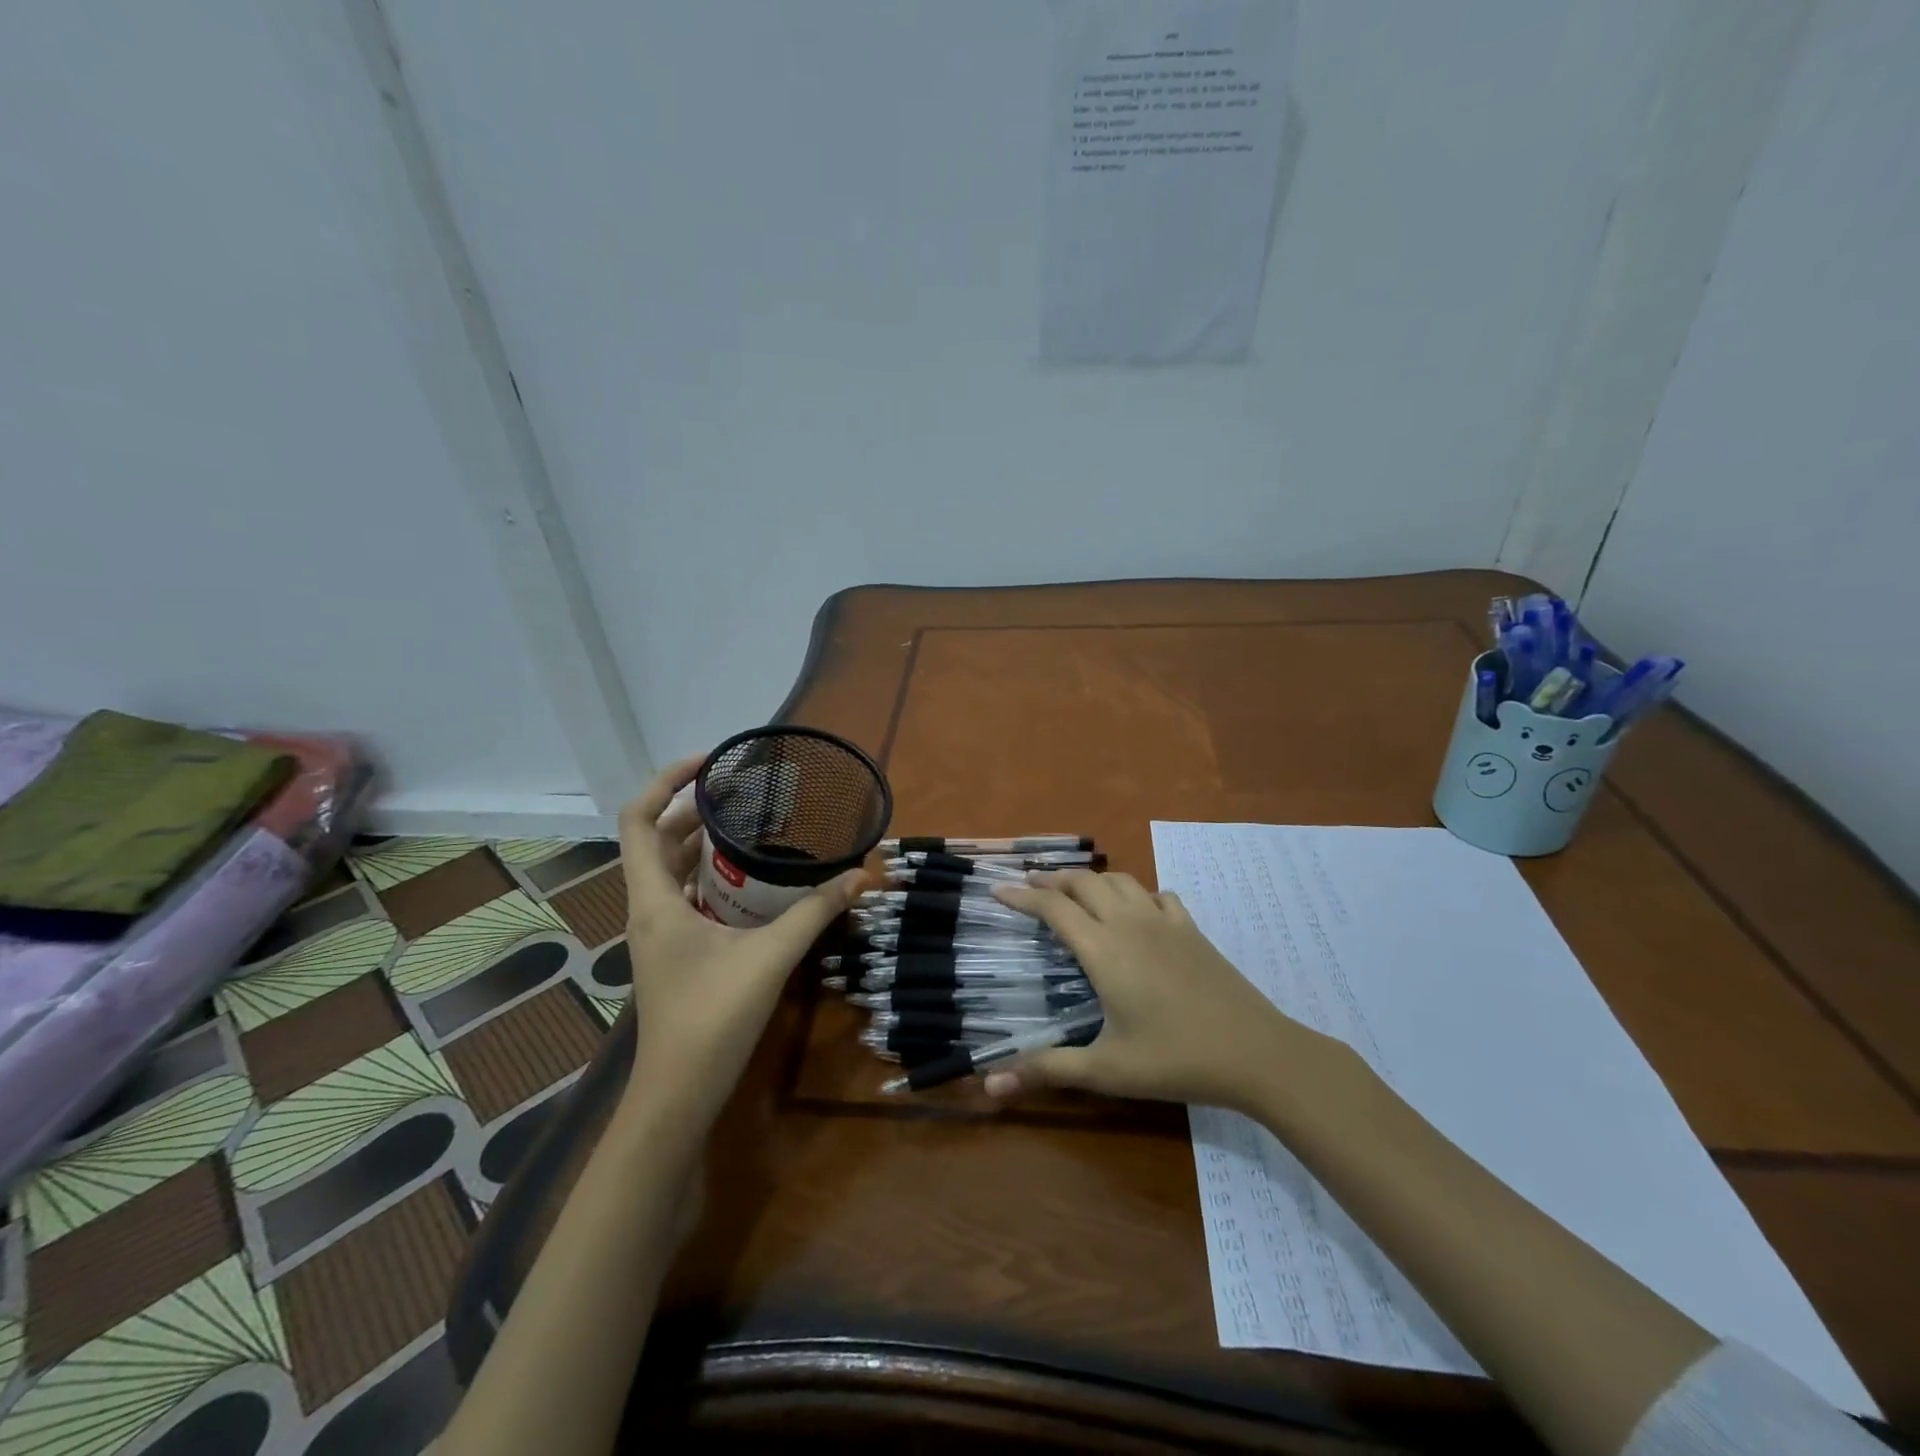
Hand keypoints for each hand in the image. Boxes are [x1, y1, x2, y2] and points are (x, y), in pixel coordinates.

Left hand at [619, 756, 863, 1126]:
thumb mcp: (770, 956)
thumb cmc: (712, 1018)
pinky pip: (685, 895)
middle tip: (743, 792)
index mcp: (654, 899)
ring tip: (749, 824)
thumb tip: (859, 875)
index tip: (708, 764)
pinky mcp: (674, 951)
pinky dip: (709, 874)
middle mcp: (649, 908)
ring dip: (701, 842)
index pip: (638, 820)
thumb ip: (815, 912)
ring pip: (670, 869)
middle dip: (693, 809)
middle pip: (656, 839)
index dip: (664, 782)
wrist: (678, 1093)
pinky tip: (749, 879)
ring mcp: (659, 932)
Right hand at [988, 871, 1342, 1110]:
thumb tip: (990, 1086)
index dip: (1022, 896)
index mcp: (1104, 949)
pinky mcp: (1192, 929)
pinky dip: (1136, 893)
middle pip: (1084, 882)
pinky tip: (1136, 910)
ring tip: (1074, 891)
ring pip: (1120, 880)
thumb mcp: (1106, 1070)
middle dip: (1052, 879)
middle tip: (1030, 886)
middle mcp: (1129, 923)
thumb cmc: (1175, 1059)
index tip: (997, 889)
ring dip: (1090, 879)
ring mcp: (1165, 922)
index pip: (1053, 908)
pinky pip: (1158, 895)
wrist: (1255, 1052)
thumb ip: (1048, 1069)